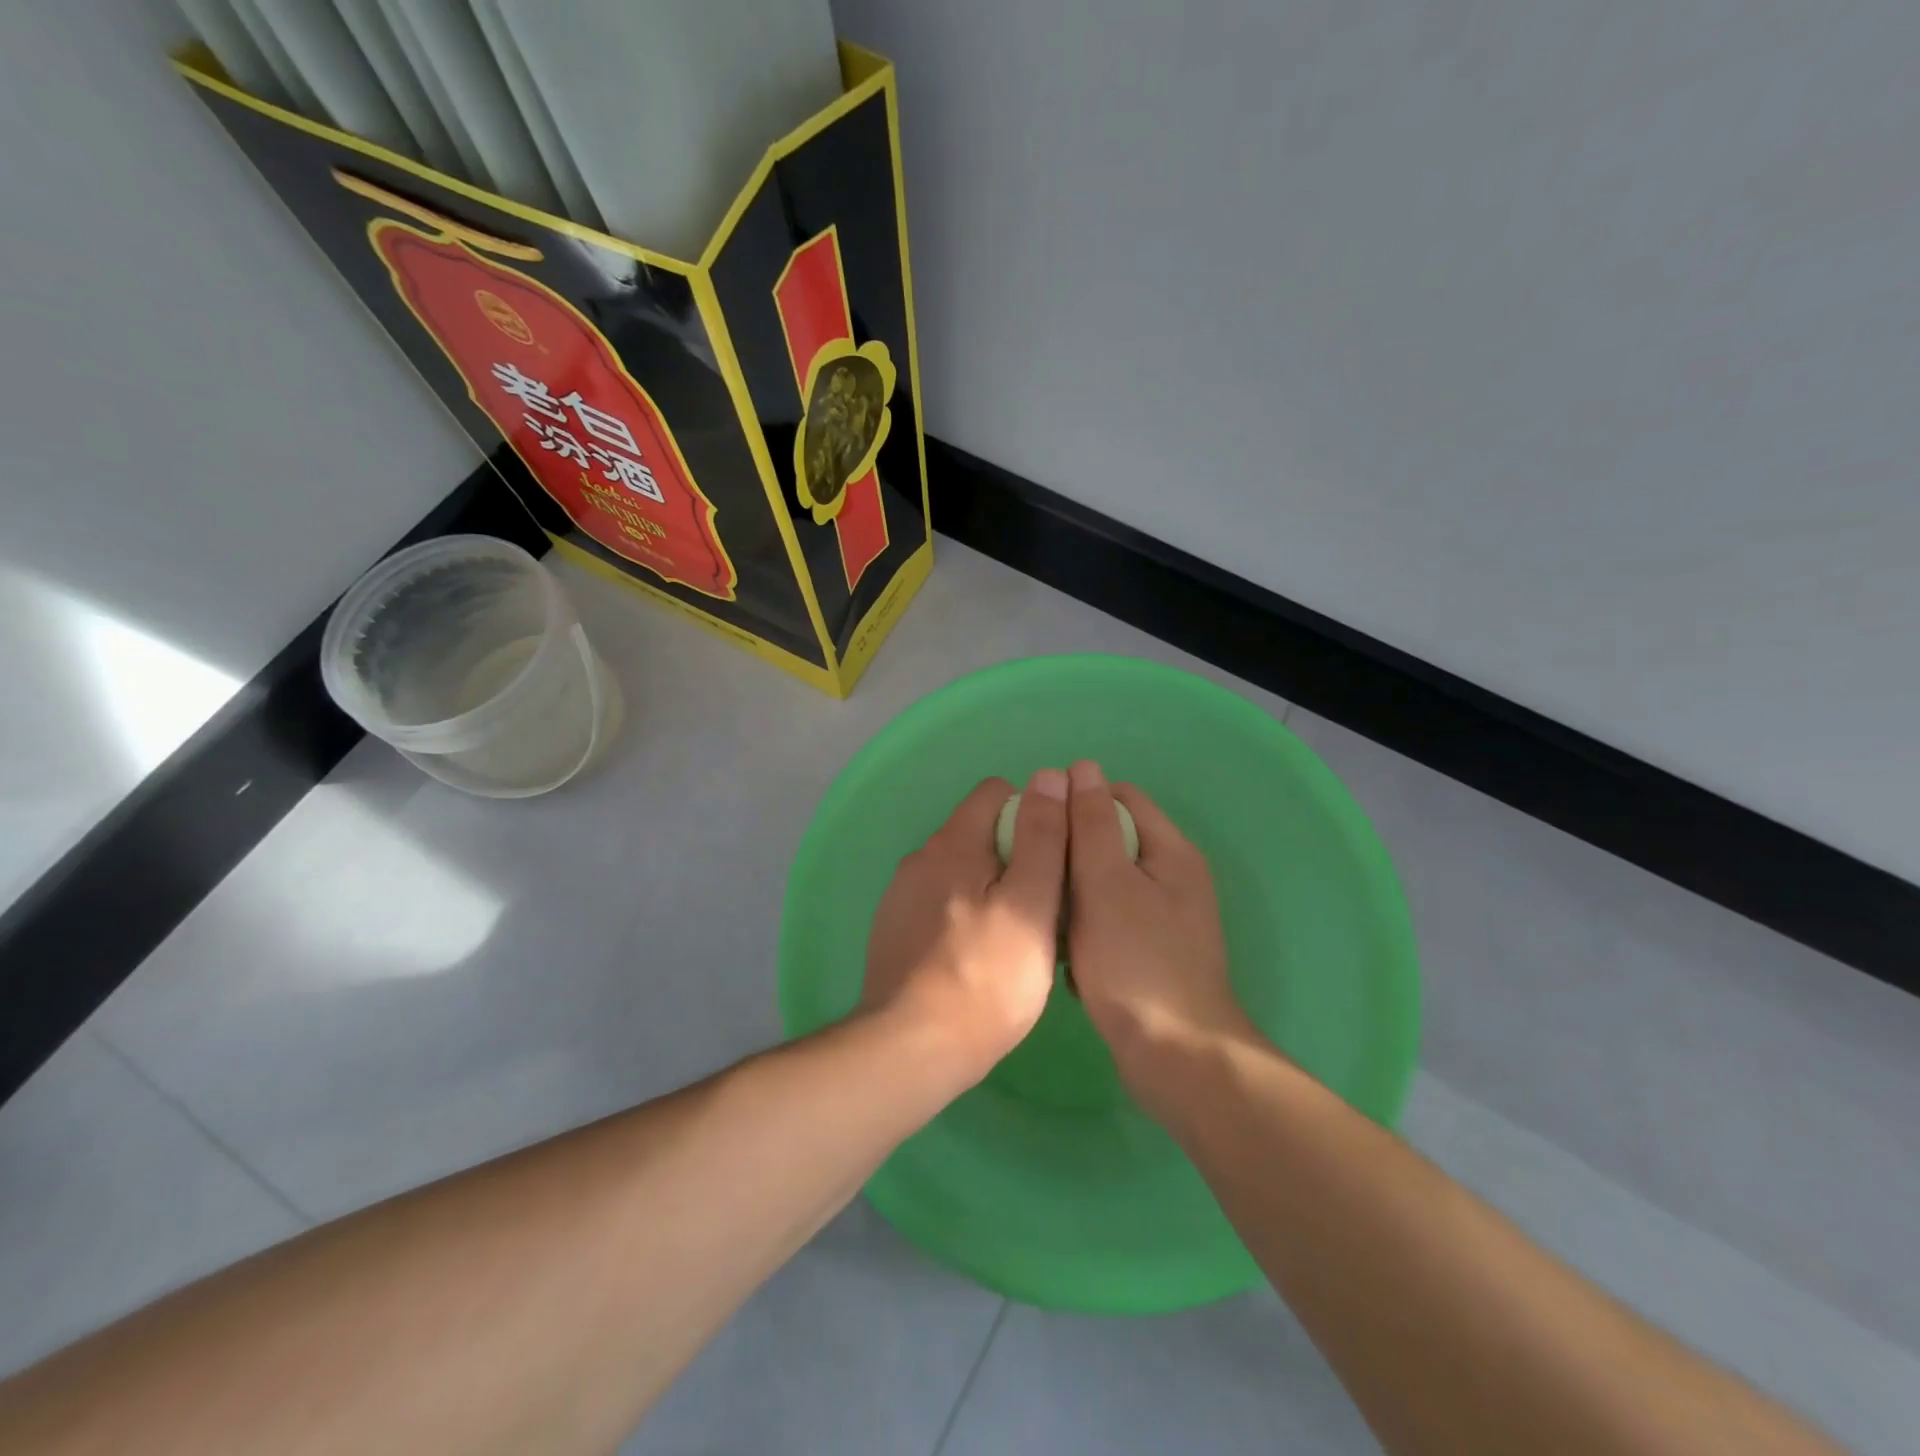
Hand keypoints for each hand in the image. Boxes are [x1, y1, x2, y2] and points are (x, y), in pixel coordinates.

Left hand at [862, 770, 1069, 1077]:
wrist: (912, 1049)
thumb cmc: (987, 978)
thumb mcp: (1032, 904)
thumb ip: (1043, 837)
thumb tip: (1050, 776)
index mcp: (952, 843)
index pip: (995, 792)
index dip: (1033, 813)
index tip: (1054, 857)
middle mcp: (920, 858)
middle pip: (978, 832)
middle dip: (1014, 854)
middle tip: (1042, 904)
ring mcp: (901, 895)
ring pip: (959, 871)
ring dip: (989, 887)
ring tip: (1014, 935)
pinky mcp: (893, 930)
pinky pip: (939, 903)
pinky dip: (964, 914)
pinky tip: (977, 957)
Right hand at [1065, 760, 1257, 1082]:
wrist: (1175, 1058)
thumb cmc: (1137, 963)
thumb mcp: (1107, 883)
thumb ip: (1092, 824)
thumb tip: (1082, 767)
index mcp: (1171, 852)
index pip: (1121, 797)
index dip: (1078, 802)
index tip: (1040, 826)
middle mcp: (1173, 878)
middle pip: (1112, 841)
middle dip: (1071, 852)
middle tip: (1035, 872)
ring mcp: (1163, 920)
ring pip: (1104, 885)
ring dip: (1073, 894)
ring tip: (1043, 913)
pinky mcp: (1150, 954)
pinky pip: (1108, 923)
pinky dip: (1084, 929)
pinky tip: (1063, 953)